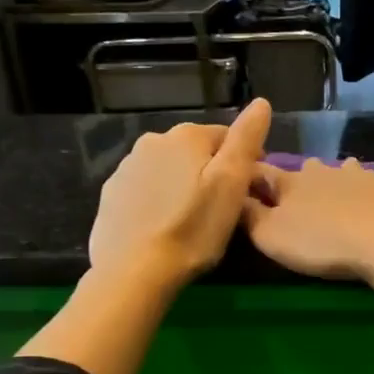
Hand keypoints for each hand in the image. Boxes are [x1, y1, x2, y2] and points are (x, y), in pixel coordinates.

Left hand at [89, 98, 271, 286]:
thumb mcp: (231, 184)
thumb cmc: (193, 228)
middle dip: (212, 171)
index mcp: (186, 136)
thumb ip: (246, 140)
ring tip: (194, 219)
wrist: (133, 271)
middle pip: (196, 151)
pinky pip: (146, 190)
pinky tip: (165, 226)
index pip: (227, 136)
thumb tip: (261, 103)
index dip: (245, 161)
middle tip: (223, 208)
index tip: (251, 191)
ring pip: (169, 169)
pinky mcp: (111, 195)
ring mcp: (126, 167)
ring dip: (184, 185)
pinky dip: (159, 200)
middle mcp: (153, 141)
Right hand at [244, 157, 373, 281]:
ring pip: (350, 169)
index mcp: (293, 182)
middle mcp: (328, 171)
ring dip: (345, 179)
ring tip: (345, 197)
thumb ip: (249, 216)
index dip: (253, 178)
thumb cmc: (321, 243)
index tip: (248, 186)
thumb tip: (233, 196)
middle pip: (309, 169)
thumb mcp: (270, 237)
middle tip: (304, 202)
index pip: (264, 173)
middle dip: (304, 181)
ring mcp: (367, 176)